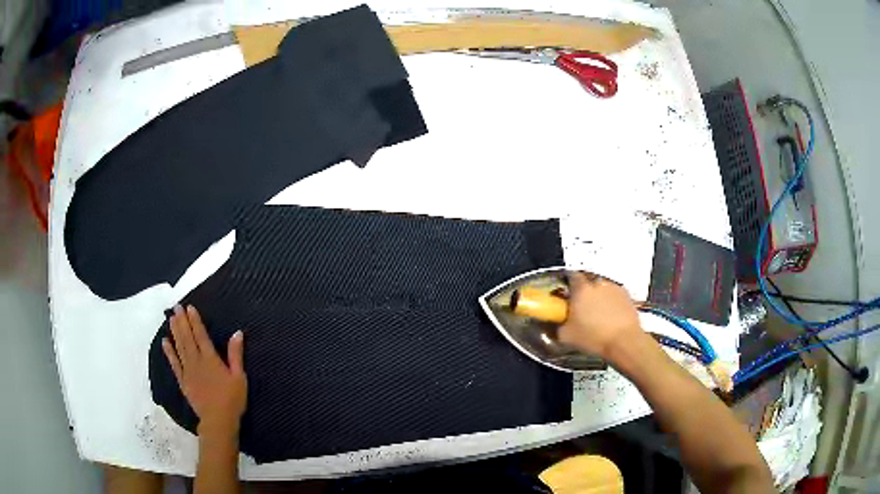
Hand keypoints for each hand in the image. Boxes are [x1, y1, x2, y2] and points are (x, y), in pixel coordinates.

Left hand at [162, 305, 246, 436]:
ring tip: (171, 318)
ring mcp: (187, 371)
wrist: (218, 420)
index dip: (194, 320)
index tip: (189, 307)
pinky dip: (169, 352)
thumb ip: (236, 355)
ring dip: (175, 332)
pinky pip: (174, 364)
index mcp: (210, 359)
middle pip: (187, 338)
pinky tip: (165, 342)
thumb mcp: (239, 377)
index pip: (201, 335)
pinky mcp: (183, 381)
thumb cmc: (232, 399)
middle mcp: (196, 361)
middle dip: (182, 321)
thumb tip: (237, 333)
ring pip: (179, 347)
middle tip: (176, 307)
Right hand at [558, 272, 643, 357]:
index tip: (567, 294)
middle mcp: (597, 283)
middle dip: (584, 291)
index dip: (568, 284)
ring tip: (598, 313)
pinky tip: (611, 316)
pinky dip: (611, 301)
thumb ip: (558, 325)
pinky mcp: (626, 295)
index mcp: (581, 289)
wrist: (624, 341)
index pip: (571, 276)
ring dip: (598, 296)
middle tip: (581, 306)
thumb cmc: (593, 337)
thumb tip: (558, 322)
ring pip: (602, 288)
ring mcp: (614, 287)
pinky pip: (614, 294)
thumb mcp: (566, 336)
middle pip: (587, 281)